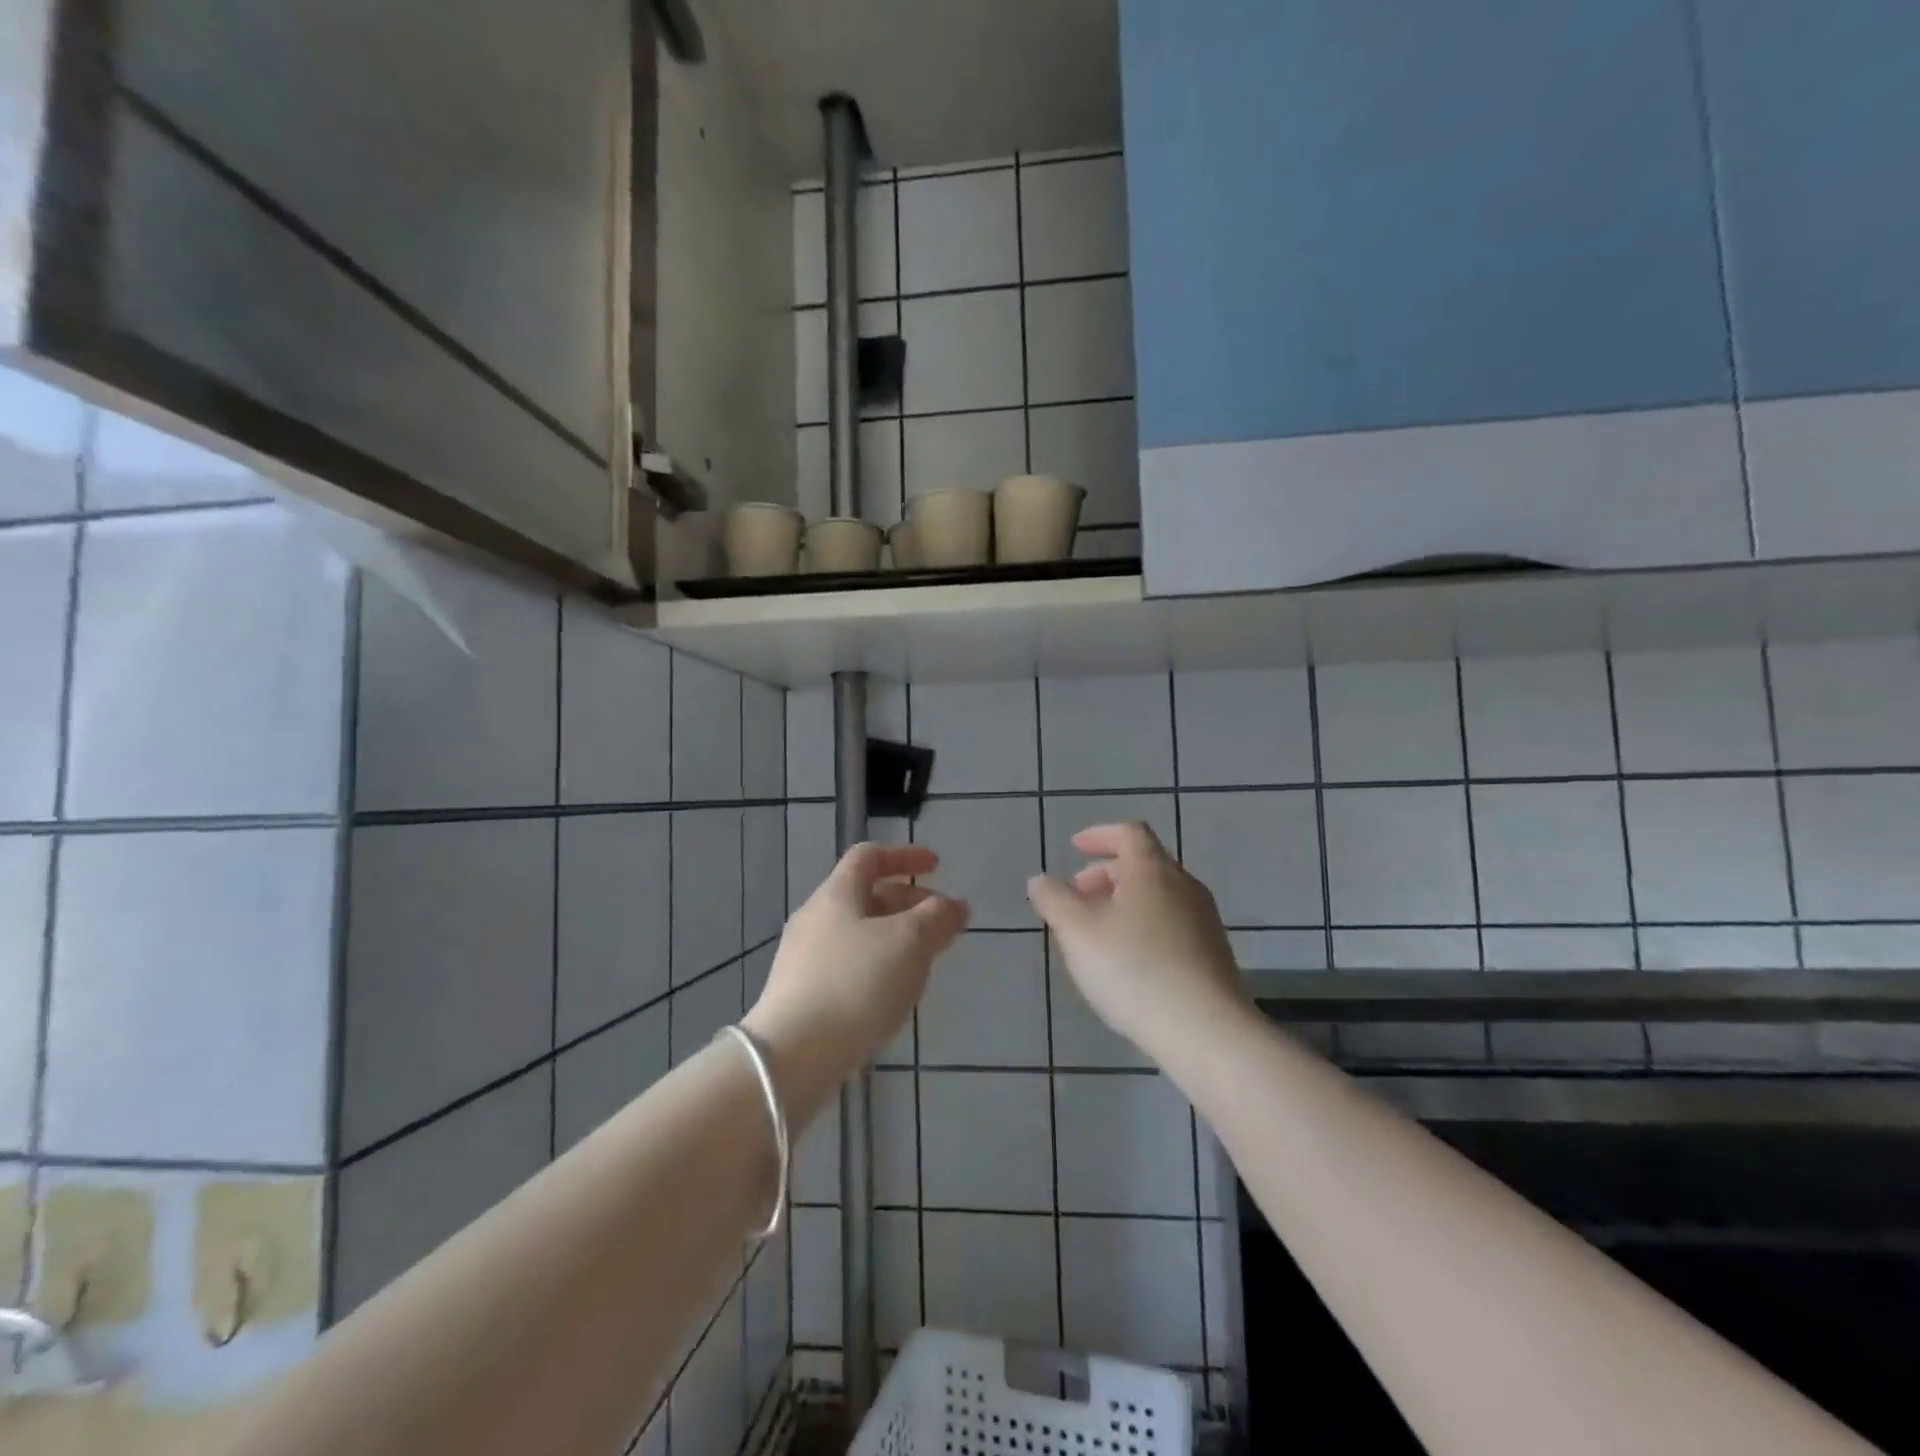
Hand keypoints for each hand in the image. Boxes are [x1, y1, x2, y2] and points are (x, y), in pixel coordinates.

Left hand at [745, 842, 968, 1116]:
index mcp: (836, 895)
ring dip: (896, 938)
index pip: (869, 856)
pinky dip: (878, 966)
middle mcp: (815, 918)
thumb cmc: (856, 984)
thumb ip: (937, 917)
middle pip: (866, 896)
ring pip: (860, 934)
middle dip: (909, 904)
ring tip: (925, 963)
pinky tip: (893, 996)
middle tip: (942, 925)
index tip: (937, 866)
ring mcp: (803, 959)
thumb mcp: (909, 942)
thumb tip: (956, 905)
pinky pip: (848, 966)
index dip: (905, 856)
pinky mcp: (802, 995)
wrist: (792, 1056)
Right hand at [1027, 822, 1250, 1058]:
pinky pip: (1172, 923)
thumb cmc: (1134, 970)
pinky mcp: (1213, 953)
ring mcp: (1204, 920)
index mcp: (1152, 870)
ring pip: (1159, 895)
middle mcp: (1184, 886)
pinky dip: (1144, 925)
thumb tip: (1040, 880)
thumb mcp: (1078, 933)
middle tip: (1078, 896)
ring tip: (1098, 932)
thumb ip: (1054, 901)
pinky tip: (1129, 961)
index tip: (1075, 848)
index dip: (1100, 835)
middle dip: (1106, 873)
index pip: (1129, 833)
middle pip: (1144, 863)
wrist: (1206, 1032)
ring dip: (1125, 901)